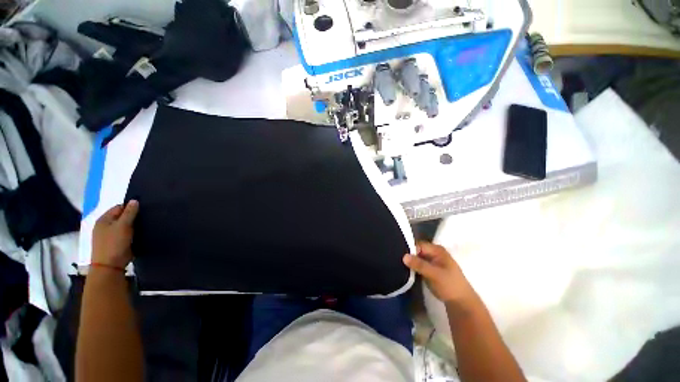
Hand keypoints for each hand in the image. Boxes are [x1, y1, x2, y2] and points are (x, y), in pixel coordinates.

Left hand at [92, 200, 138, 268]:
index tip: (143, 211)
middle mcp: (104, 225)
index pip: (119, 207)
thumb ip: (129, 212)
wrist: (110, 266)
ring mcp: (108, 235)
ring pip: (124, 226)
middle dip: (132, 217)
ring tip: (144, 226)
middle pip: (121, 216)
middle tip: (145, 219)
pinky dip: (131, 233)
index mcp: (104, 219)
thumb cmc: (114, 243)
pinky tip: (139, 235)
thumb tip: (134, 200)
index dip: (130, 207)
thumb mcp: (123, 225)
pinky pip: (125, 234)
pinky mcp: (115, 243)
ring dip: (132, 226)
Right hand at [403, 242, 474, 304]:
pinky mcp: (429, 269)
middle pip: (417, 250)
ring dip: (409, 262)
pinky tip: (404, 269)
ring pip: (416, 258)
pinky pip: (418, 265)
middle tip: (396, 259)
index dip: (409, 249)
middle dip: (408, 255)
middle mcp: (433, 253)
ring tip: (398, 264)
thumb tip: (403, 256)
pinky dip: (412, 267)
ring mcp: (431, 261)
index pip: (419, 245)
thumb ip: (419, 264)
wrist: (461, 303)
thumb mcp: (434, 274)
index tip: (399, 255)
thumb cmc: (450, 285)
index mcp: (437, 250)